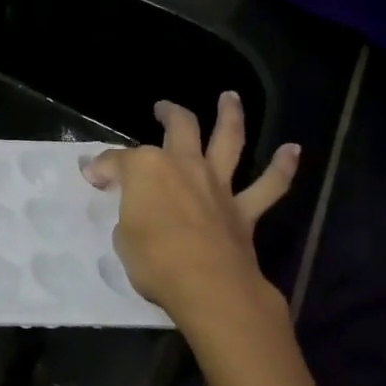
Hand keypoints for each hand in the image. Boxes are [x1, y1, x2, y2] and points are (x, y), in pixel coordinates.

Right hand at [84, 94, 329, 385]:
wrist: (208, 287)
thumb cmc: (154, 261)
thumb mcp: (122, 237)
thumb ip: (128, 214)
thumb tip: (132, 208)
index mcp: (146, 169)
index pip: (117, 161)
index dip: (103, 168)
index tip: (93, 177)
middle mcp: (184, 166)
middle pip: (179, 128)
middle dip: (170, 113)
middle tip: (163, 108)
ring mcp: (217, 185)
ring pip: (228, 140)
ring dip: (230, 116)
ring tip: (230, 97)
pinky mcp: (243, 210)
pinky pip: (269, 186)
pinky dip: (282, 168)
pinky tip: (292, 150)